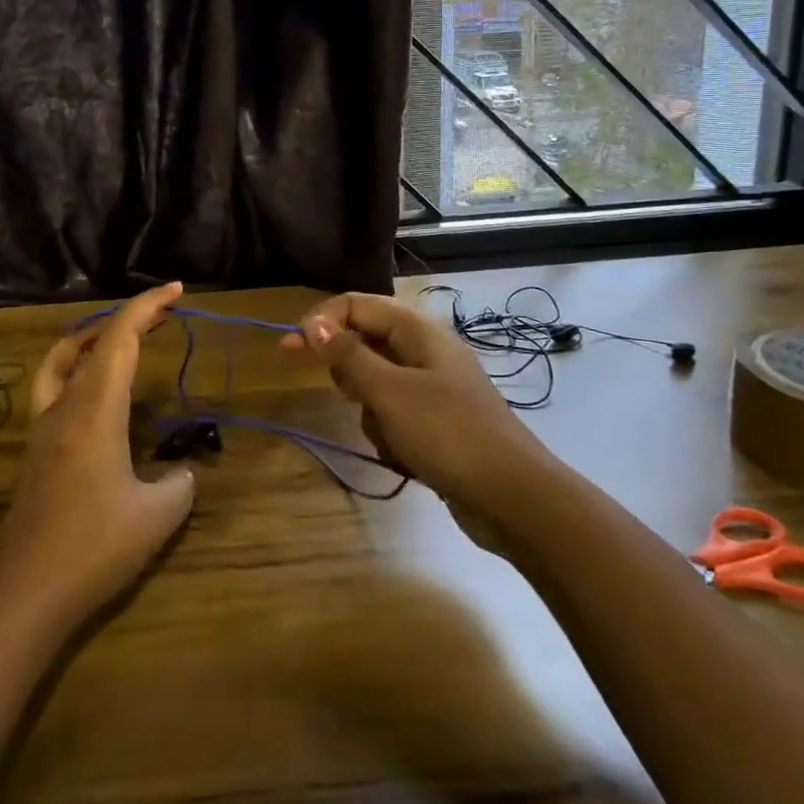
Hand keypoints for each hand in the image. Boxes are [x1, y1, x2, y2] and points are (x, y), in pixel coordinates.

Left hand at [0, 283, 195, 627]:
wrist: (26, 593)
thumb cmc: (94, 546)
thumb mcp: (157, 515)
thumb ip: (179, 483)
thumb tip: (182, 471)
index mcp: (95, 409)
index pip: (119, 337)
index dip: (147, 306)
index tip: (175, 290)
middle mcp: (64, 407)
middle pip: (94, 341)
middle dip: (130, 320)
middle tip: (164, 314)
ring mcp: (43, 427)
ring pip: (65, 360)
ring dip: (97, 340)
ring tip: (128, 342)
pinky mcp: (36, 451)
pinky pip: (55, 389)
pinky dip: (78, 371)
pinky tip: (96, 397)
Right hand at [282, 293, 544, 522]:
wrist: (513, 498)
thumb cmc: (447, 433)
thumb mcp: (389, 392)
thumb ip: (348, 355)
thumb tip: (313, 324)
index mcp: (417, 331)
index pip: (356, 305)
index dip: (320, 321)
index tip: (289, 349)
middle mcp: (425, 351)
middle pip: (365, 343)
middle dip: (351, 374)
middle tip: (356, 399)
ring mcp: (433, 388)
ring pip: (376, 385)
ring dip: (372, 412)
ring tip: (393, 436)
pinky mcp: (437, 422)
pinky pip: (394, 415)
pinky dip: (391, 434)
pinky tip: (407, 457)